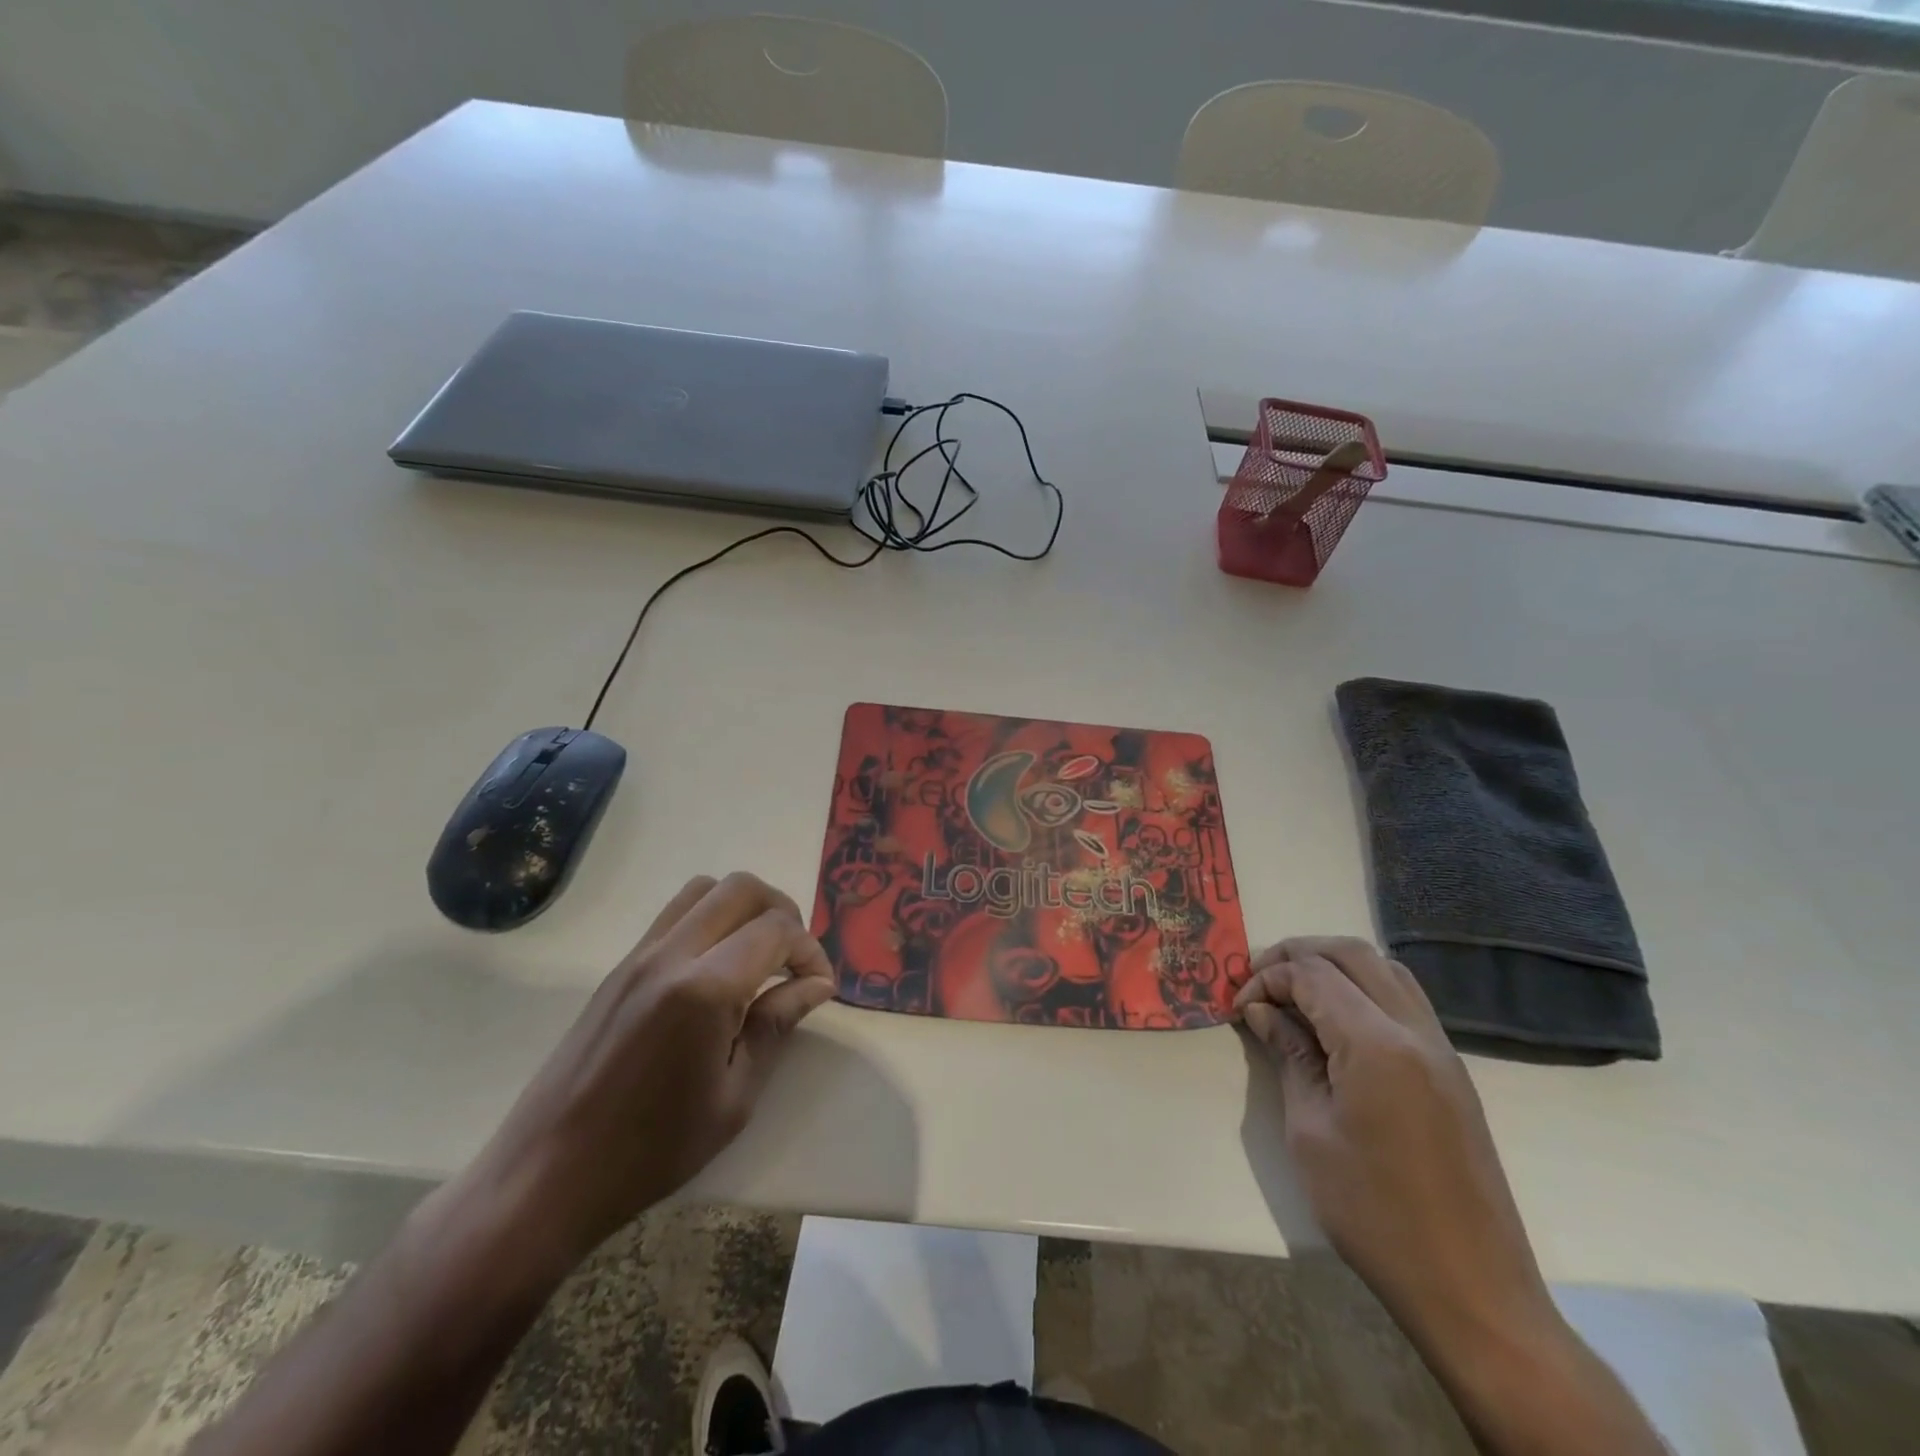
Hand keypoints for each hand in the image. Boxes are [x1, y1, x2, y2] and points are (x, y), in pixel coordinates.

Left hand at [433, 872, 836, 1287]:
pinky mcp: (620, 966)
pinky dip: (710, 918)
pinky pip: (675, 914)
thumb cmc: (651, 1149)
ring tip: (759, 954)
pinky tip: (718, 967)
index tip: (820, 986)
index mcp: (704, 989)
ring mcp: (639, 955)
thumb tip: (817, 984)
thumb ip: (777, 1025)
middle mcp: (671, 954)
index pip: (776, 930)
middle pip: (742, 889)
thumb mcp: (734, 1098)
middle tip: (794, 959)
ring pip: (704, 889)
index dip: (810, 950)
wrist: (546, 1175)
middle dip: (783, 912)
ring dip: (744, 907)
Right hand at [1237, 939, 1666, 1454]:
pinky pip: (1404, 1000)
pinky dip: (1364, 989)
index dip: (1267, 979)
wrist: (1472, 1288)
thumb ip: (1290, 1056)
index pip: (1312, 974)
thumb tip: (1263, 1012)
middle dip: (1299, 955)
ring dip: (1335, 967)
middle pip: (1352, 954)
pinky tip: (1336, 1023)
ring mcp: (1440, 1048)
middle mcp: (1415, 1030)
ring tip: (1295, 995)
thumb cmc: (1374, 1212)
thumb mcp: (1309, 1131)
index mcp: (1377, 1044)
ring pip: (1385, 969)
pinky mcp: (1451, 1070)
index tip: (1239, 1008)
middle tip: (1260, 983)